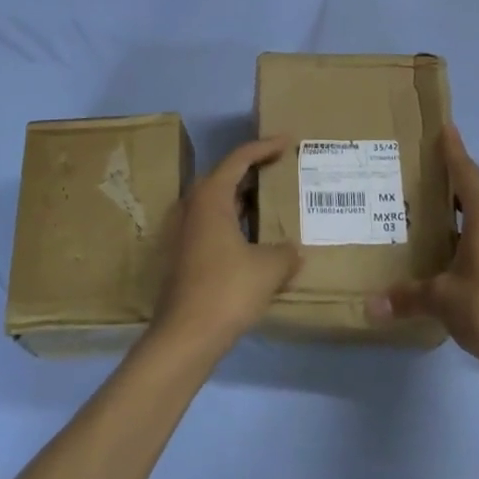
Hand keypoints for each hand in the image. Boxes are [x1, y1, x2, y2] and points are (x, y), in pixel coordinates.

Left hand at [149, 138, 300, 358]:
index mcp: (211, 198)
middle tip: (282, 169)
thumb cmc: (227, 290)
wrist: (186, 336)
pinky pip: (215, 225)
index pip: (239, 159)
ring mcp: (185, 233)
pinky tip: (257, 238)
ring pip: (219, 203)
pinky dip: (237, 222)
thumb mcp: (269, 267)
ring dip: (244, 199)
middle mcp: (193, 208)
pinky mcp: (186, 256)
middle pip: (224, 177)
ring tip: (274, 201)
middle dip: (254, 171)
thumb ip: (286, 252)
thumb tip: (292, 252)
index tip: (288, 142)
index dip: (265, 147)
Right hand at [371, 124, 478, 375]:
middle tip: (431, 189)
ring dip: (474, 219)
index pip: (465, 172)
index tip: (446, 127)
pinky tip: (475, 261)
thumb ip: (408, 297)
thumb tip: (370, 306)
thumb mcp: (443, 301)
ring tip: (448, 227)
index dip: (453, 150)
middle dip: (457, 190)